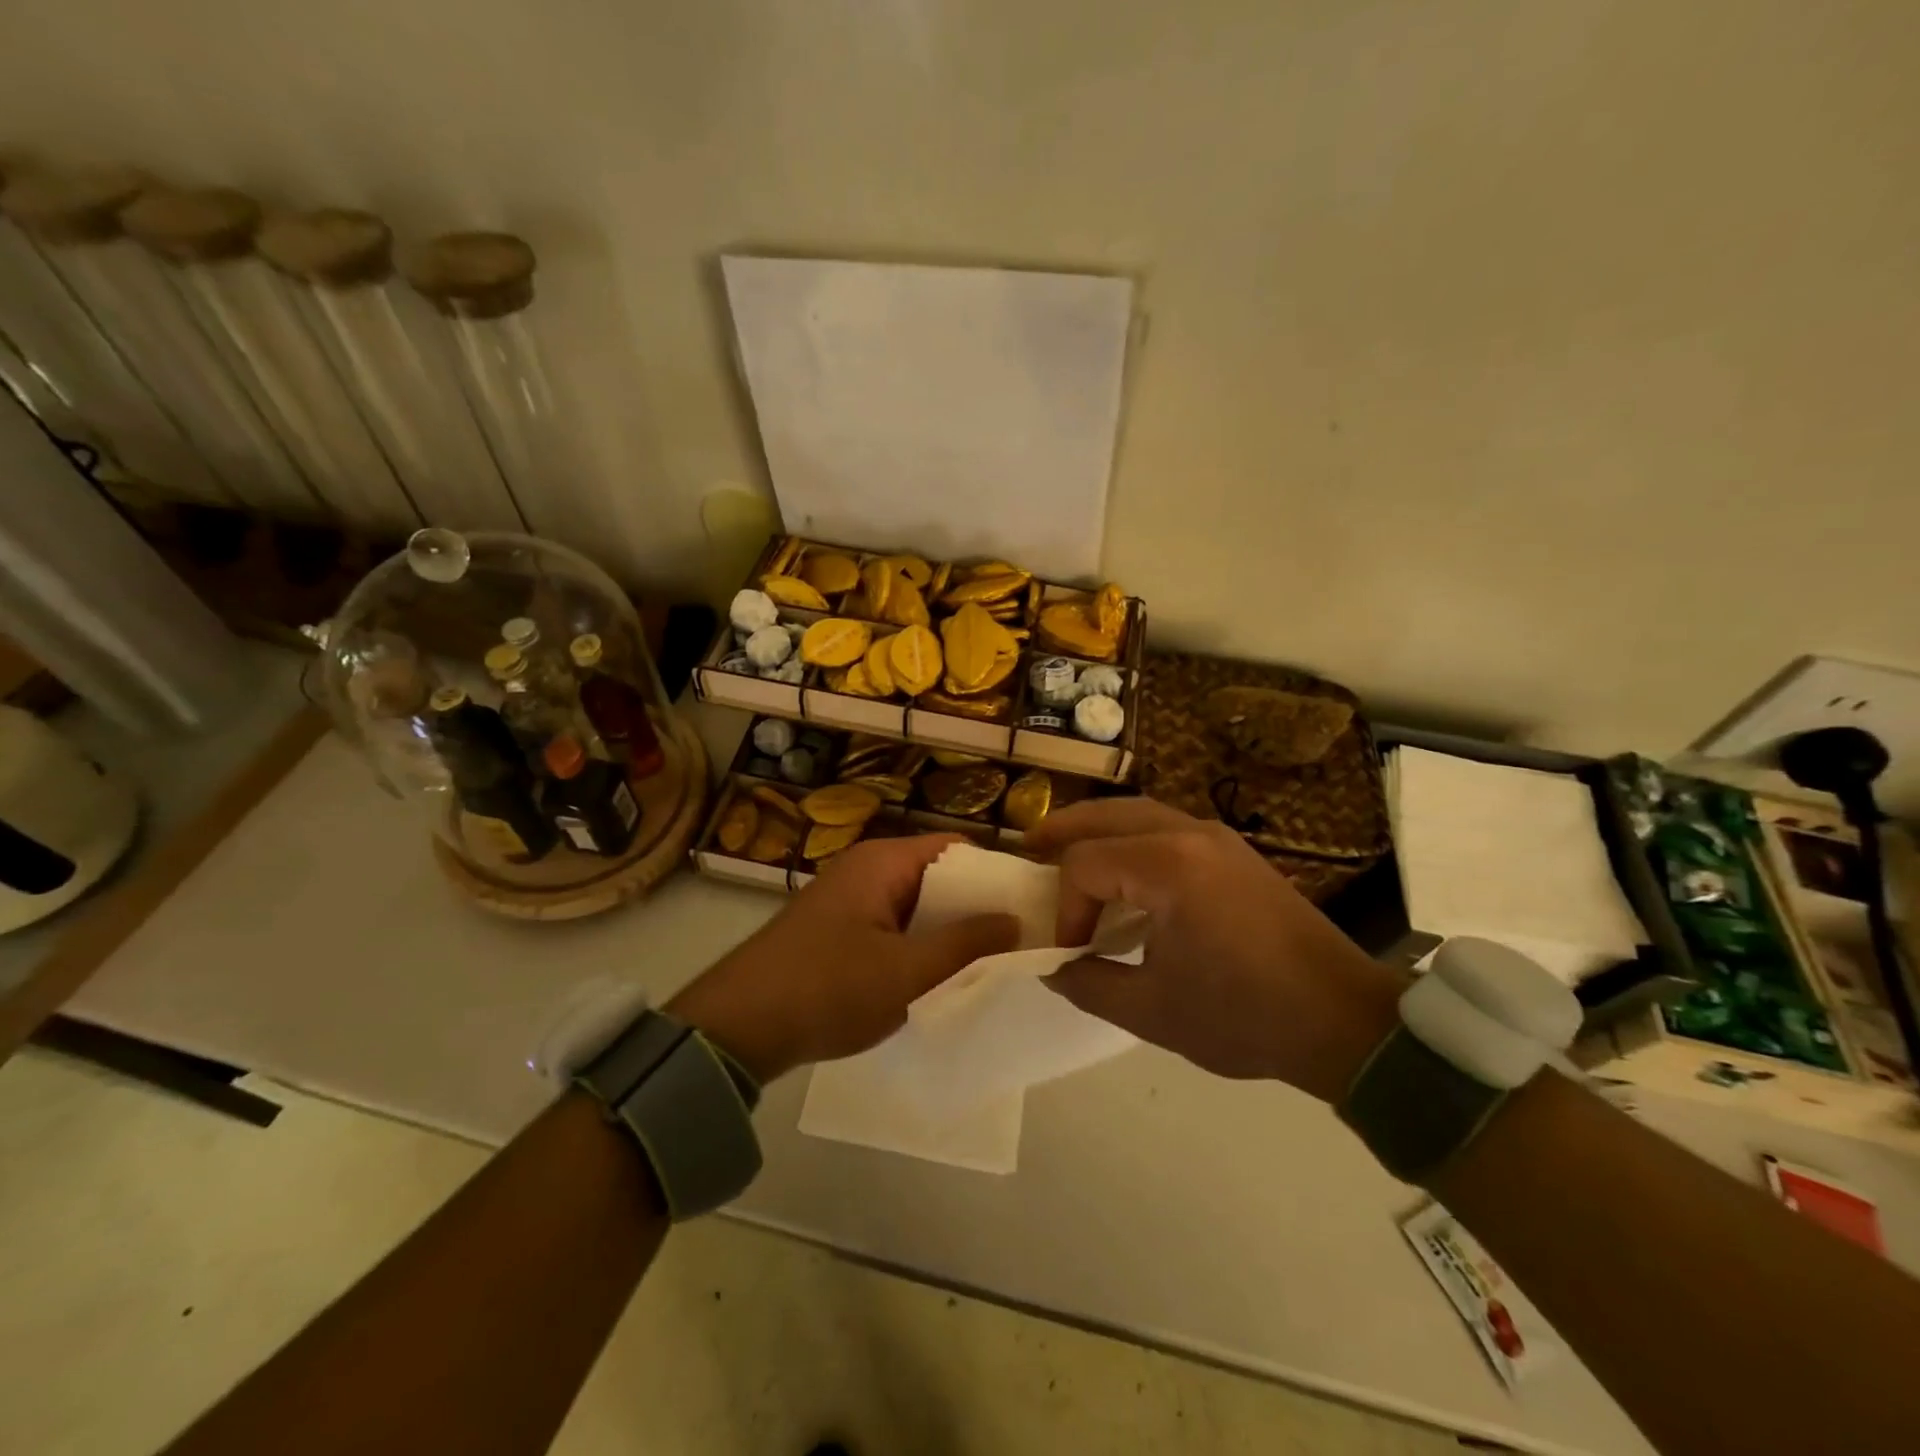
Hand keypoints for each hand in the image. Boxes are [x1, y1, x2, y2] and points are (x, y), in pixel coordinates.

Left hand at [667, 834, 1018, 1083]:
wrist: (736, 1028)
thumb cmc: (828, 988)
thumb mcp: (907, 971)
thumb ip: (966, 944)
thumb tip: (1016, 919)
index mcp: (883, 861)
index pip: (957, 849)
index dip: (995, 873)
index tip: (1031, 905)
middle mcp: (866, 870)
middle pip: (937, 878)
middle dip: (975, 908)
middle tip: (1019, 942)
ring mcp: (849, 902)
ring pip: (915, 908)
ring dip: (947, 933)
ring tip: (991, 963)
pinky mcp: (837, 932)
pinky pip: (892, 929)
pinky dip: (917, 947)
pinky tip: (940, 978)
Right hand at [1025, 799, 1405, 1102]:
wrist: (1343, 1019)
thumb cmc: (1244, 1016)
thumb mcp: (1152, 1012)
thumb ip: (1089, 984)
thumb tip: (1054, 966)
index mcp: (1167, 867)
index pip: (1085, 865)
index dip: (1065, 908)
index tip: (1069, 952)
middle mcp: (1189, 834)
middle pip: (1106, 815)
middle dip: (1062, 831)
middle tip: (1027, 849)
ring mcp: (1217, 837)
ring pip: (1137, 812)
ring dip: (1097, 828)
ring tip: (1064, 849)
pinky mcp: (1234, 851)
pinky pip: (1165, 826)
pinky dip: (1130, 836)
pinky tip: (1123, 870)